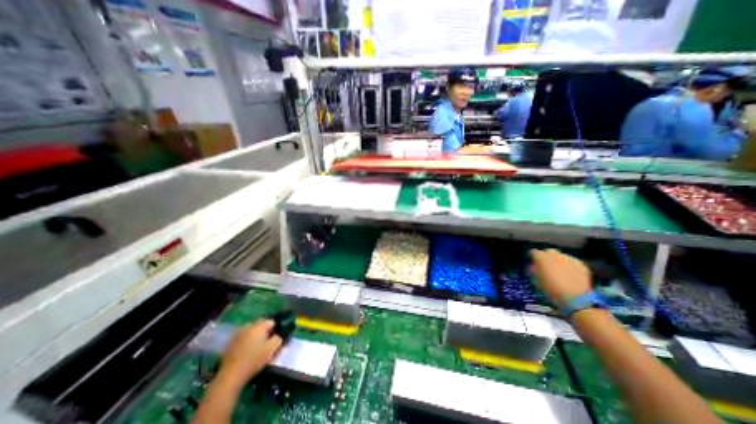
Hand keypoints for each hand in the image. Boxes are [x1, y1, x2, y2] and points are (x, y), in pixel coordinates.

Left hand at [219, 321, 282, 387]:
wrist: (231, 376)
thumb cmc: (254, 360)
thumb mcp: (272, 348)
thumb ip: (279, 338)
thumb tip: (280, 334)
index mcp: (259, 325)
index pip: (272, 321)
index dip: (276, 329)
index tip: (277, 338)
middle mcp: (249, 325)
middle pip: (262, 324)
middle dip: (266, 331)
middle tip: (269, 343)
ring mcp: (238, 333)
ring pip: (252, 330)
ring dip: (257, 335)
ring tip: (258, 347)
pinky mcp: (231, 342)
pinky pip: (244, 337)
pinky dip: (248, 341)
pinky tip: (248, 351)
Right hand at [527, 248, 592, 307]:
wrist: (575, 298)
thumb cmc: (550, 289)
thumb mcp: (537, 280)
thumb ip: (535, 270)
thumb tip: (535, 267)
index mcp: (542, 257)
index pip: (534, 252)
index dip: (533, 257)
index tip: (534, 263)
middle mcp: (555, 254)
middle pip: (549, 251)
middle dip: (547, 257)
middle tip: (547, 266)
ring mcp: (569, 258)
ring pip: (561, 256)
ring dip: (559, 261)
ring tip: (560, 270)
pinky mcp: (581, 264)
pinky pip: (572, 262)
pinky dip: (570, 266)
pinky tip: (570, 274)